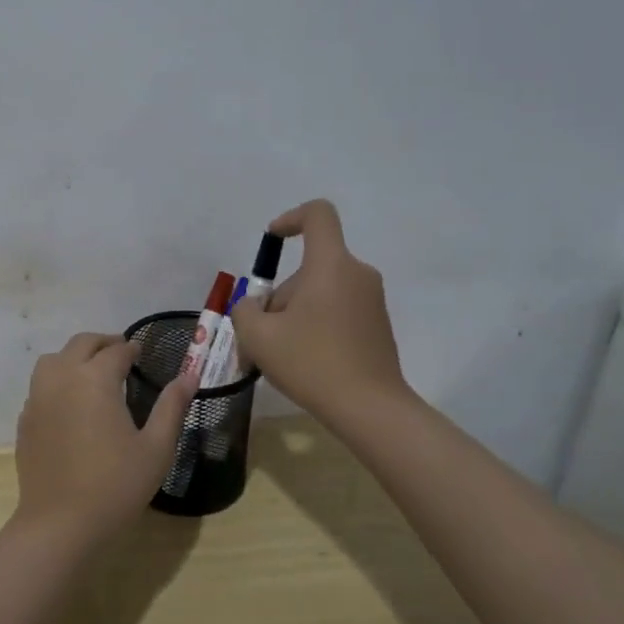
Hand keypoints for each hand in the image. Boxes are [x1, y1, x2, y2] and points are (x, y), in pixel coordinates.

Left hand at [13, 332, 196, 542]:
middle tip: (121, 354)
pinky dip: (57, 381)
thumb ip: (172, 407)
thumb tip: (189, 375)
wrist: (59, 524)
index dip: (132, 349)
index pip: (116, 351)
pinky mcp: (25, 419)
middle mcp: (62, 378)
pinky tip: (70, 402)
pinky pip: (41, 385)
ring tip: (93, 372)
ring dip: (75, 357)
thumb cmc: (115, 485)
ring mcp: (38, 397)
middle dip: (103, 344)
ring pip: (54, 359)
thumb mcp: (156, 448)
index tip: (142, 354)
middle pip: (81, 344)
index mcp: (95, 379)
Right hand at [231, 199, 408, 422]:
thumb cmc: (311, 363)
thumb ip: (245, 310)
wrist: (370, 408)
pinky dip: (317, 325)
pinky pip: (339, 310)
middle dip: (282, 293)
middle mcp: (357, 273)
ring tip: (280, 354)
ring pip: (323, 290)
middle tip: (262, 334)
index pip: (318, 214)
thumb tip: (256, 306)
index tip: (273, 240)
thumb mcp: (258, 336)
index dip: (291, 217)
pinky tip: (306, 362)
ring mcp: (372, 300)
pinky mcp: (378, 325)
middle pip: (311, 266)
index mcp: (330, 264)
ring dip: (296, 312)